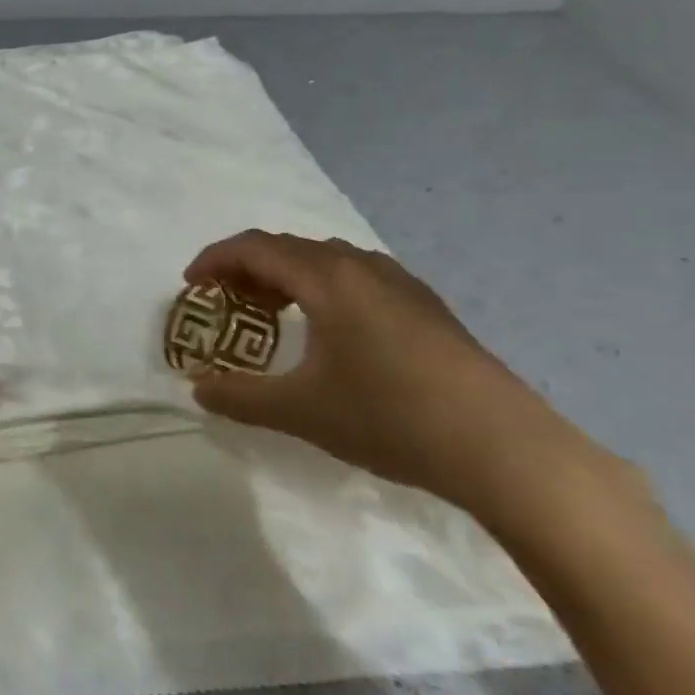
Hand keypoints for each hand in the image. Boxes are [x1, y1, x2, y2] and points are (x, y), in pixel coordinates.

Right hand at [184, 231, 591, 517]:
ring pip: (325, 259)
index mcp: (328, 280)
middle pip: (288, 247)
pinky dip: (321, 286)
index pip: (255, 247)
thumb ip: (239, 396)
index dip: (214, 259)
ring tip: (269, 312)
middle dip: (246, 266)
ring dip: (285, 275)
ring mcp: (401, 284)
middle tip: (223, 300)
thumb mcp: (300, 411)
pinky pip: (356, 276)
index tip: (190, 285)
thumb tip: (199, 389)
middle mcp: (363, 267)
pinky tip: (327, 328)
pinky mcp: (426, 306)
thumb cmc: (390, 418)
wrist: (503, 448)